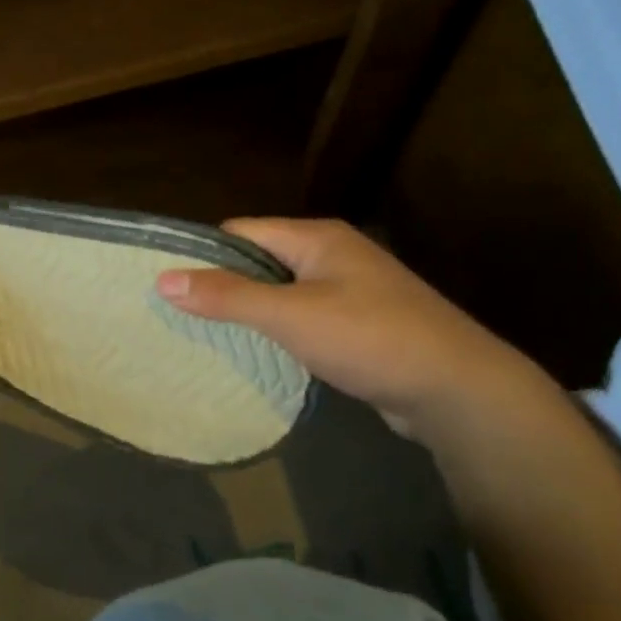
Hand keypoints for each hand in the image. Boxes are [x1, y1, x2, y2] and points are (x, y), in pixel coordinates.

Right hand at [156, 218, 544, 440]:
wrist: (457, 389)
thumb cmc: (370, 338)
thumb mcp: (291, 315)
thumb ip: (227, 296)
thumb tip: (163, 279)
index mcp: (317, 238)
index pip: (242, 231)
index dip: (203, 253)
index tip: (166, 283)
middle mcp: (332, 255)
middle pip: (259, 260)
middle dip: (221, 284)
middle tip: (178, 315)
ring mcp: (348, 290)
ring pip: (279, 291)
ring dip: (248, 311)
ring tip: (206, 336)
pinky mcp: (357, 324)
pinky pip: (300, 317)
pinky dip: (276, 331)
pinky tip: (257, 354)